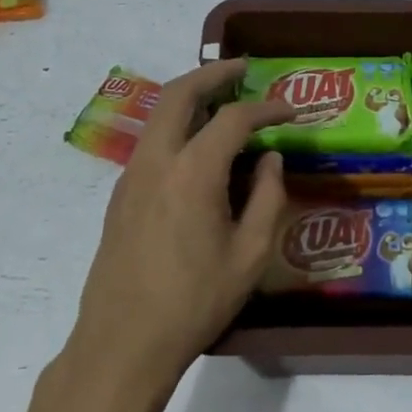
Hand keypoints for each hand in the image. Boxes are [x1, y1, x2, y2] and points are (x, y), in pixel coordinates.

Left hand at [65, 59, 291, 402]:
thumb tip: (270, 158)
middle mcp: (156, 160)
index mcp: (192, 171)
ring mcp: (131, 176)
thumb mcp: (250, 254)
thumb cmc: (195, 301)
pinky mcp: (120, 196)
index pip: (234, 118)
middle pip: (179, 94)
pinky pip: (152, 143)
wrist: (123, 343)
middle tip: (242, 69)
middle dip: (212, 74)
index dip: (267, 108)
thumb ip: (268, 197)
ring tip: (222, 100)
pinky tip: (198, 148)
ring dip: (190, 97)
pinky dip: (176, 126)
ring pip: (158, 115)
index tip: (291, 109)